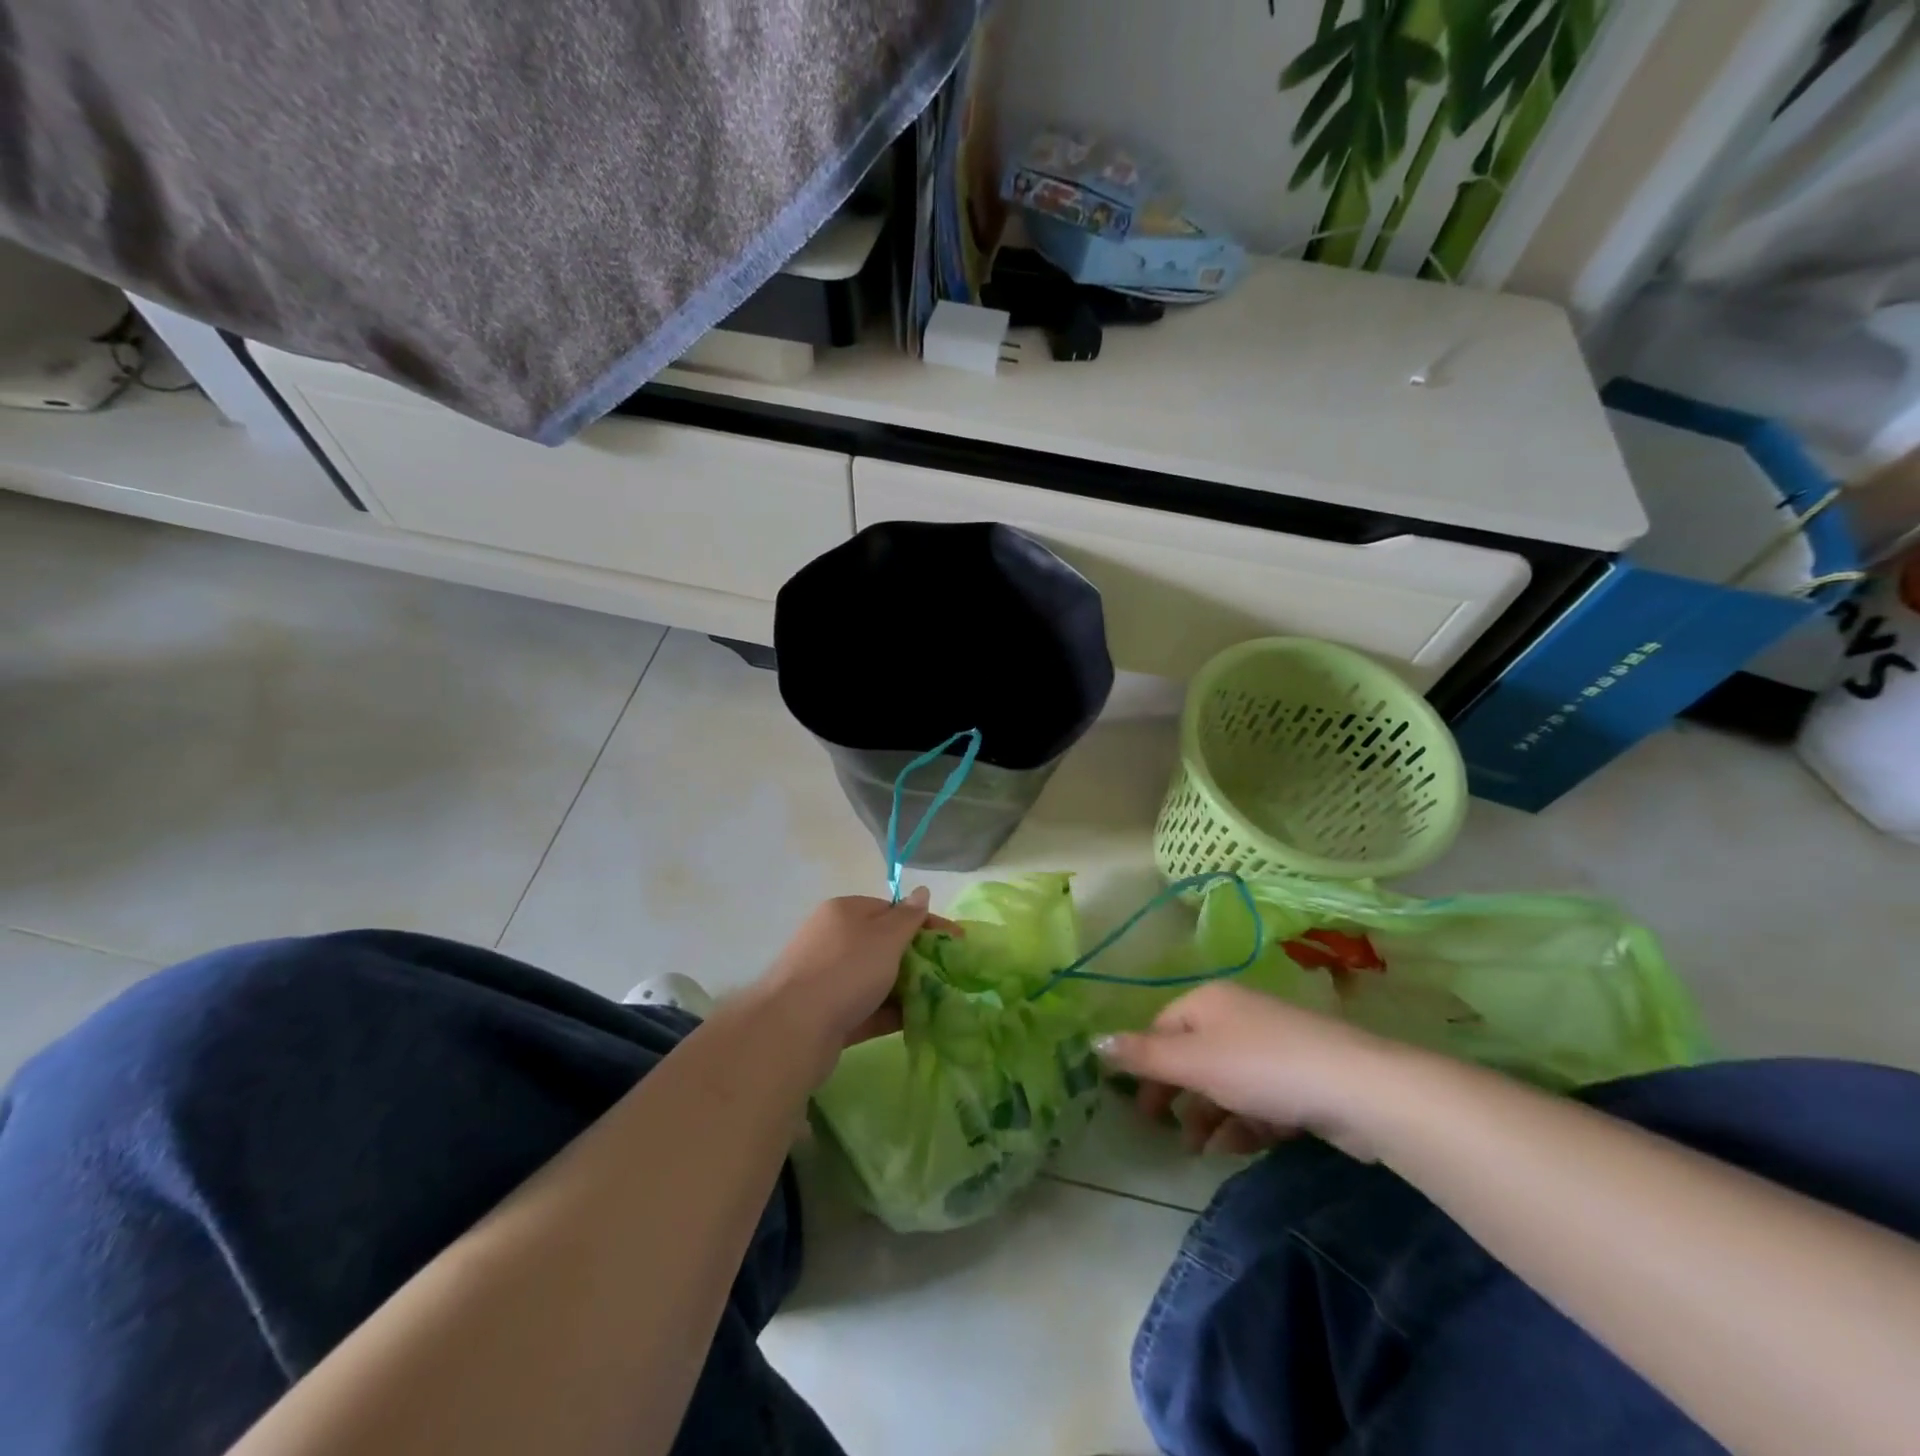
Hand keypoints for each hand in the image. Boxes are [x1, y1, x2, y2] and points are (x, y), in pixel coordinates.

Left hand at [759, 889, 956, 1056]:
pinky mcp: (828, 1014)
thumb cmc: (846, 971)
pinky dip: (890, 1013)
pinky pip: (867, 1008)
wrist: (793, 1029)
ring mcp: (828, 978)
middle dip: (918, 959)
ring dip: (906, 989)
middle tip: (950, 976)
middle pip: (884, 945)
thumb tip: (922, 891)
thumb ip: (908, 917)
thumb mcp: (885, 937)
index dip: (926, 923)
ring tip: (940, 1002)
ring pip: (877, 979)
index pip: (893, 910)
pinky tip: (917, 1022)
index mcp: (845, 912)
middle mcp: (834, 940)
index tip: (958, 943)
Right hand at [1094, 982, 1388, 1157]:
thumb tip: (1093, 1040)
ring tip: (1203, 1151)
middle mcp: (1237, 1015)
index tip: (1140, 1108)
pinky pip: (1258, 1097)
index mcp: (1208, 1002)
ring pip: (1226, 1080)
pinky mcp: (1301, 1076)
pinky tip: (1242, 1146)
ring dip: (1210, 1116)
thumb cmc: (1261, 1068)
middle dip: (1179, 1095)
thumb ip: (1143, 1056)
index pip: (1161, 1027)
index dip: (1146, 1065)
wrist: (1358, 1088)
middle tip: (1166, 1132)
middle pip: (1193, 1055)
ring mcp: (1272, 1045)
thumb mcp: (1193, 1063)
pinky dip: (1245, 1121)